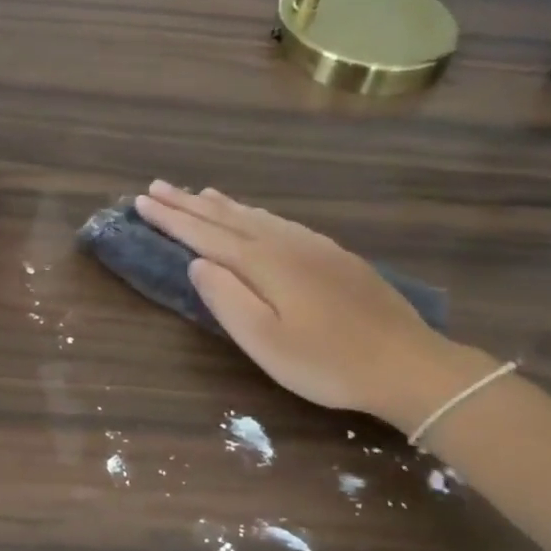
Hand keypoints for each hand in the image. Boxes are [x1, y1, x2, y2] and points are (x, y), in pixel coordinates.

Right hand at [134, 181, 490, 428]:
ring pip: (254, 215)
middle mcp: (283, 243)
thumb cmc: (328, 362)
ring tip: (196, 192)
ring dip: (220, 204)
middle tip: (157, 186)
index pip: (204, 234)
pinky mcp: (332, 255)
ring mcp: (312, 246)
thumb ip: (226, 299)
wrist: (409, 364)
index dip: (171, 218)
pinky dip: (253, 212)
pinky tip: (253, 215)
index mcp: (263, 263)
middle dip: (188, 202)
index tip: (141, 201)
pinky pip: (278, 221)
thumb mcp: (265, 341)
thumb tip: (196, 263)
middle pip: (226, 217)